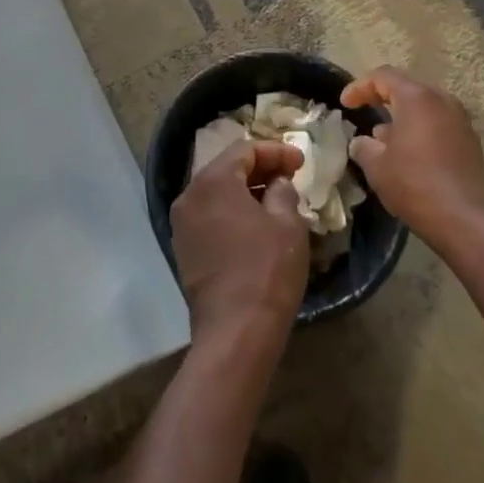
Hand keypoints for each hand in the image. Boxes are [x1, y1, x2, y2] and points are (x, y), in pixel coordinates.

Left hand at [170, 140, 309, 346]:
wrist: (235, 332)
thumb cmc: (266, 270)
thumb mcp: (287, 224)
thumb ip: (283, 192)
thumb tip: (277, 184)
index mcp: (213, 180)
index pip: (245, 150)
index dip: (275, 152)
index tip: (301, 163)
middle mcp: (190, 195)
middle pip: (227, 168)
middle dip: (260, 169)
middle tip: (290, 177)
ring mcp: (182, 223)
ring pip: (216, 193)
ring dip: (245, 191)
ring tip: (276, 200)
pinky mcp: (184, 248)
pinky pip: (209, 215)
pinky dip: (231, 212)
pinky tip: (255, 225)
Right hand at [342, 67, 483, 254]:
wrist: (466, 221)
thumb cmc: (415, 185)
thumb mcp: (376, 166)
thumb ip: (363, 146)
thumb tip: (362, 141)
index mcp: (417, 98)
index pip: (383, 76)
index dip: (359, 87)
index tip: (345, 104)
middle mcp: (442, 100)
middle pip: (407, 86)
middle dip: (382, 96)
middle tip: (363, 109)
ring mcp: (460, 120)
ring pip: (424, 105)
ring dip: (402, 114)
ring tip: (384, 136)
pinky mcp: (470, 141)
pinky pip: (438, 122)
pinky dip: (420, 128)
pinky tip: (408, 151)